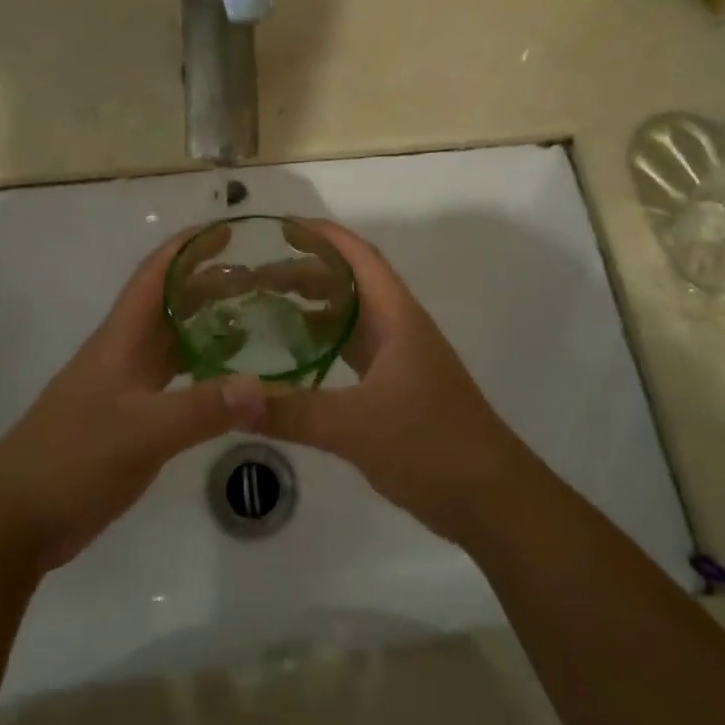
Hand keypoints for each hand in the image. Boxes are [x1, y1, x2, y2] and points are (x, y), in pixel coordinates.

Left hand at [0, 230, 265, 571]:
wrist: (16, 518)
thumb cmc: (72, 460)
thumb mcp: (141, 433)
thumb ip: (201, 409)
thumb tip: (263, 386)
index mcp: (121, 338)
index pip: (157, 273)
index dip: (190, 246)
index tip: (231, 230)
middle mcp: (124, 352)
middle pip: (170, 302)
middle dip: (211, 283)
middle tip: (263, 280)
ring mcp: (124, 385)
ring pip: (173, 340)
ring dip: (209, 324)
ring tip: (256, 320)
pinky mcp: (128, 416)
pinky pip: (174, 378)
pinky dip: (203, 369)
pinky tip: (229, 380)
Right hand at [259, 221, 528, 544]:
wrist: (491, 498)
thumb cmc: (431, 445)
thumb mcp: (355, 427)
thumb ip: (292, 411)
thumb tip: (232, 399)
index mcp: (397, 317)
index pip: (359, 256)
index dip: (322, 235)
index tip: (280, 227)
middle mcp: (399, 328)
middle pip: (349, 283)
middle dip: (305, 272)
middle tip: (255, 277)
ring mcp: (400, 358)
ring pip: (351, 318)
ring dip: (313, 308)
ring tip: (264, 309)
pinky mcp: (397, 388)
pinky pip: (353, 351)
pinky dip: (323, 345)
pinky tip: (295, 359)